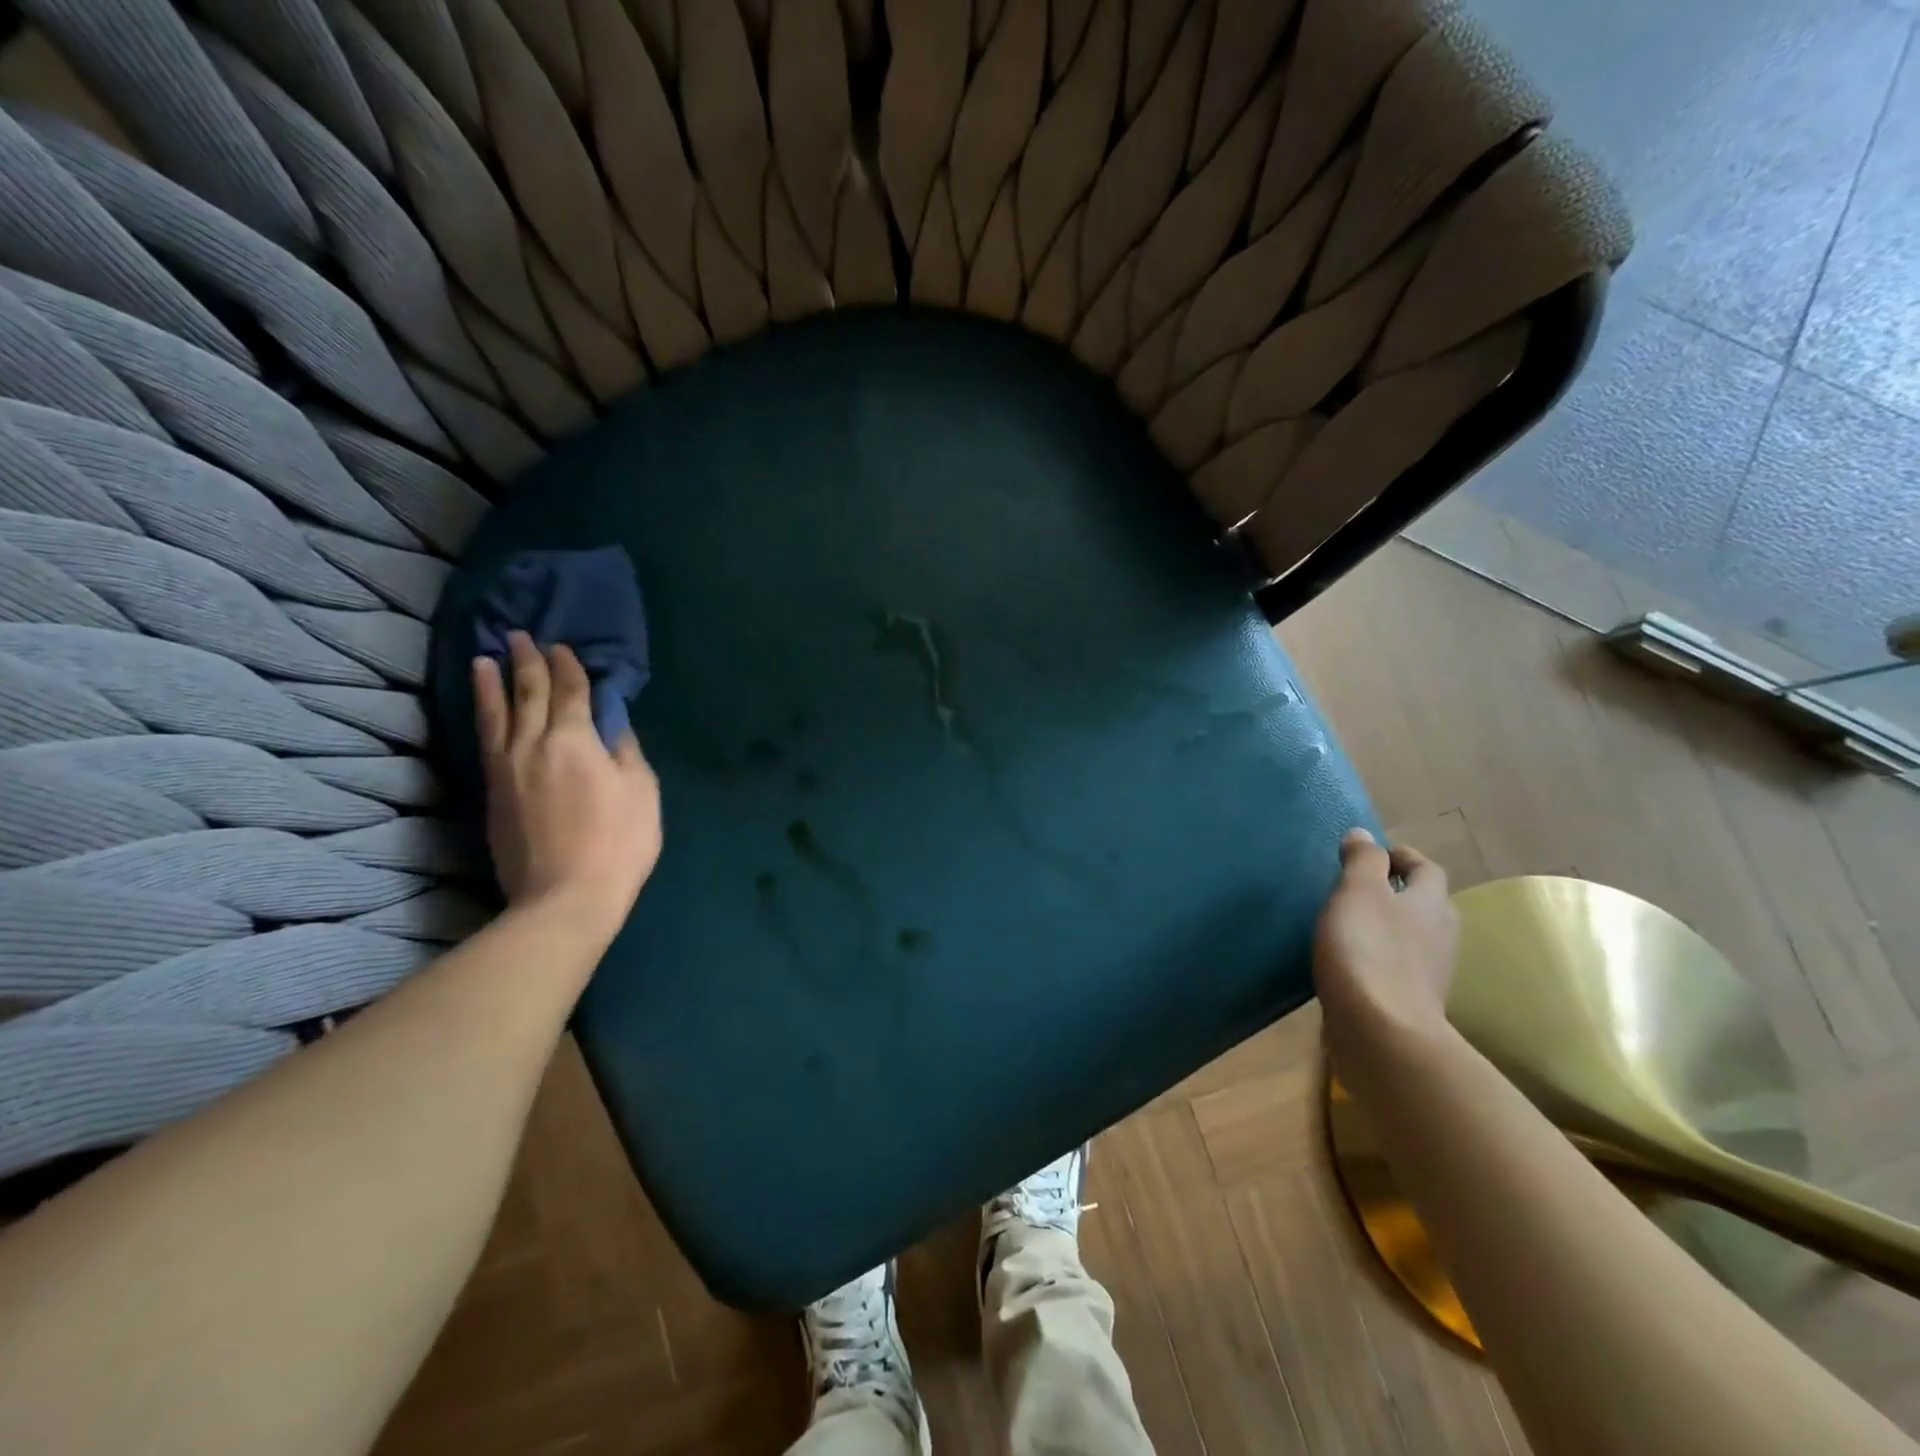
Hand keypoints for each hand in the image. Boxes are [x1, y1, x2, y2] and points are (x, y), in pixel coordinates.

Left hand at [472, 633, 661, 930]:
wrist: (565, 897)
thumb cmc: (618, 841)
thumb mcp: (641, 791)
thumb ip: (625, 751)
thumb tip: (612, 724)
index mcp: (575, 740)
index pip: (570, 691)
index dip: (568, 666)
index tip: (562, 646)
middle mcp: (533, 744)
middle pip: (528, 693)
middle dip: (527, 662)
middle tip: (521, 636)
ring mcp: (506, 769)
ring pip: (496, 714)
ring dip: (492, 682)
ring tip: (486, 659)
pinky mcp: (491, 794)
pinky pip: (485, 741)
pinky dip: (483, 716)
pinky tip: (484, 709)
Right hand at [1313, 829, 1458, 1064]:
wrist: (1382, 1032)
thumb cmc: (1368, 949)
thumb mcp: (1358, 892)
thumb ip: (1362, 861)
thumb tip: (1364, 835)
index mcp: (1431, 904)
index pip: (1427, 869)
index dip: (1403, 857)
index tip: (1374, 855)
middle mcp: (1440, 936)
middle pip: (1427, 905)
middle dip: (1401, 893)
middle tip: (1362, 888)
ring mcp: (1430, 974)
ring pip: (1415, 938)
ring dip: (1391, 927)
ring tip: (1353, 924)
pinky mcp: (1412, 1003)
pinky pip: (1399, 968)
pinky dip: (1381, 958)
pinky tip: (1354, 963)